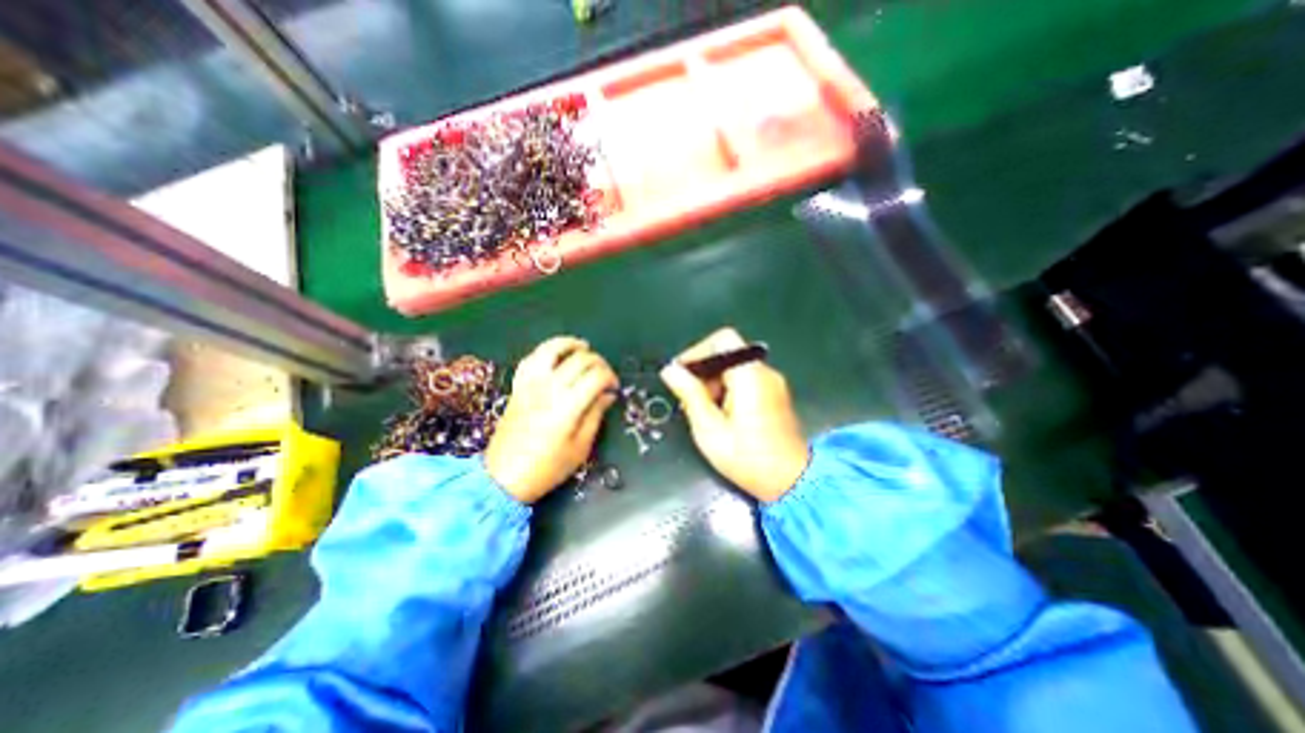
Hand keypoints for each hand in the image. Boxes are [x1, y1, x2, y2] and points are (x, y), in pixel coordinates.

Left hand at [488, 334, 616, 499]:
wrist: (503, 477)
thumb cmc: (547, 467)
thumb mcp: (580, 447)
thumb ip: (595, 415)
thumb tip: (608, 395)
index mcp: (568, 406)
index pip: (596, 376)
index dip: (610, 377)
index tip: (614, 387)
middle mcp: (549, 388)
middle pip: (579, 359)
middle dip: (598, 362)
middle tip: (604, 374)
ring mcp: (530, 385)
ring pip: (551, 350)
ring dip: (569, 344)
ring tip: (583, 347)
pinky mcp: (518, 387)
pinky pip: (530, 359)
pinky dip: (545, 352)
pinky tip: (555, 356)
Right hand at [665, 325, 805, 503]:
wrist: (791, 483)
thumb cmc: (747, 458)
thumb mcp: (709, 429)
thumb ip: (689, 394)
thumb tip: (670, 369)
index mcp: (750, 376)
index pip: (723, 340)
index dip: (698, 351)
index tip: (682, 375)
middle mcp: (765, 373)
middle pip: (728, 354)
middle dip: (705, 372)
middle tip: (691, 401)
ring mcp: (773, 383)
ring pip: (735, 368)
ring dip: (715, 383)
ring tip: (706, 413)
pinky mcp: (775, 395)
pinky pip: (746, 380)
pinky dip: (728, 390)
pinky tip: (722, 416)